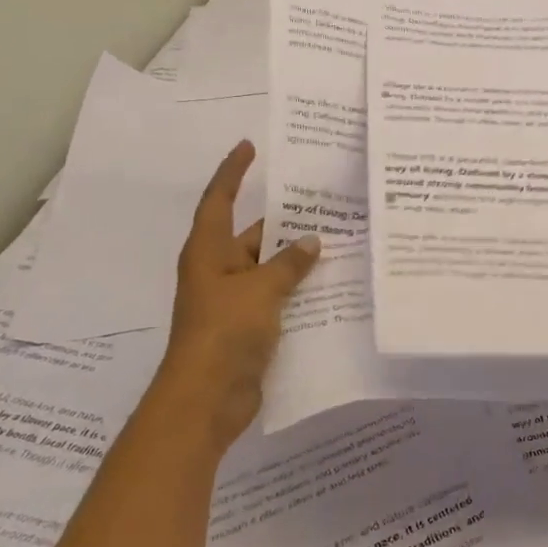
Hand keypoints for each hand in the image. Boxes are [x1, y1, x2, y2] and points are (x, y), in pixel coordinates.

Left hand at [157, 141, 321, 449]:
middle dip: (285, 221)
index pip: (219, 200)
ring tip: (340, 239)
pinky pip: (278, 297)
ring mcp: (234, 301)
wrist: (206, 401)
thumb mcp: (260, 290)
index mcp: (208, 252)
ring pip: (270, 268)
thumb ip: (288, 263)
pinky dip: (299, 290)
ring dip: (298, 259)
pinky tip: (333, 284)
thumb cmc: (224, 333)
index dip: (233, 171)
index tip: (249, 146)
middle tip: (324, 201)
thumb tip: (312, 241)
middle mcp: (219, 270)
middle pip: (253, 235)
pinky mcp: (249, 327)